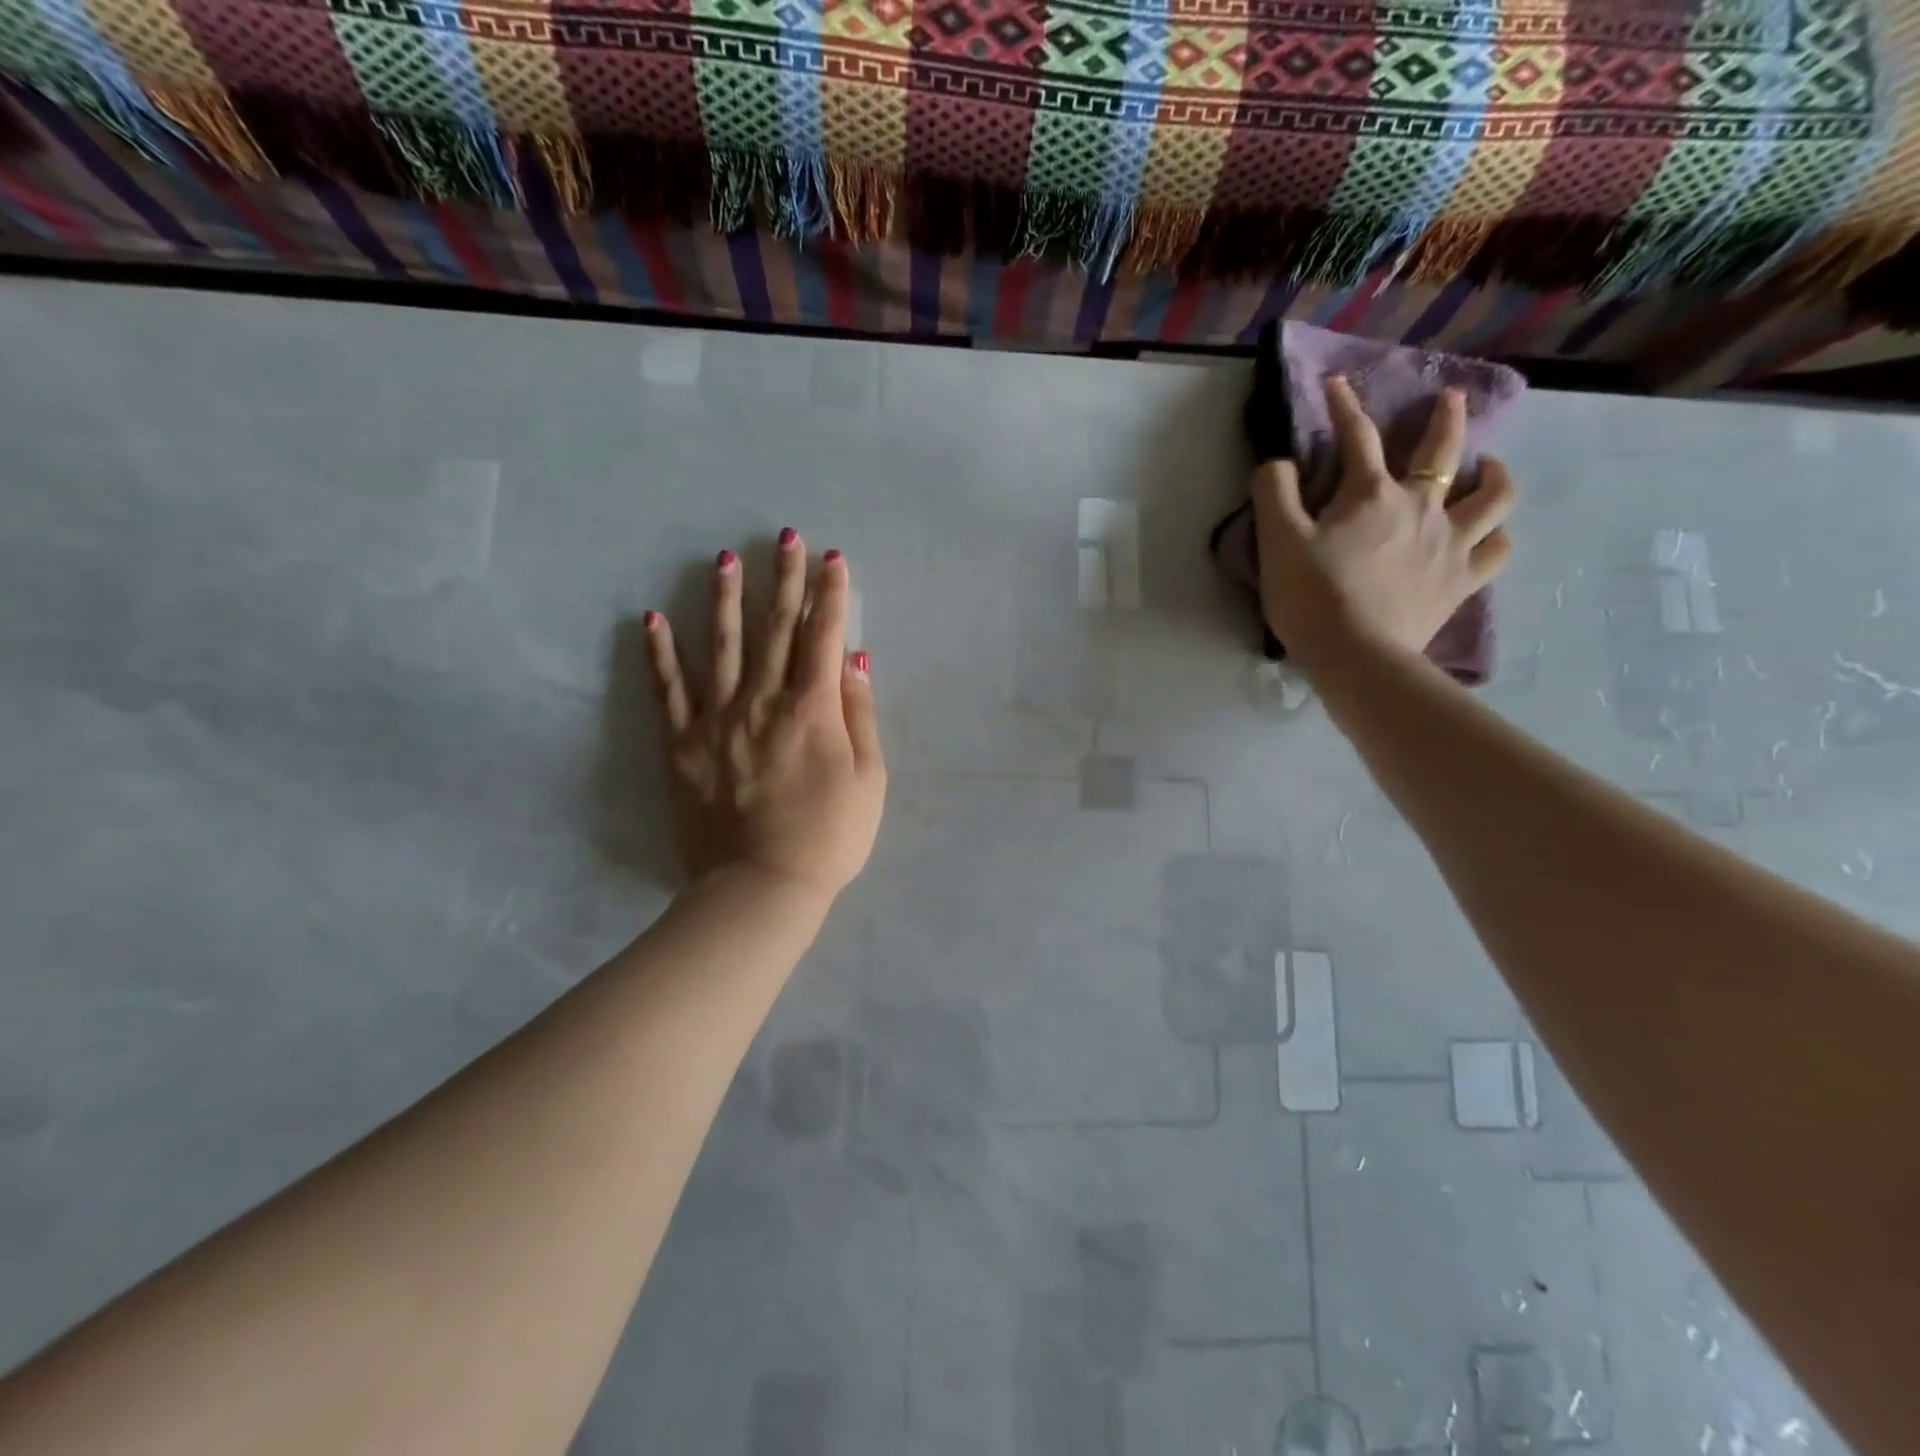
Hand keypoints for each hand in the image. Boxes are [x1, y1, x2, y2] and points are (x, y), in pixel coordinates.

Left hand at [644, 532, 885, 900]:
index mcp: (812, 708)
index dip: (831, 594)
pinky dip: (660, 653)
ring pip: (723, 646)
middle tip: (784, 537)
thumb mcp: (870, 779)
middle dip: (783, 578)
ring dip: (726, 598)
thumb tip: (854, 660)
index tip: (833, 559)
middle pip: (775, 627)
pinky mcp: (683, 744)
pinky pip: (668, 690)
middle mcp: (763, 700)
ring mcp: (717, 719)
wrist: (762, 887)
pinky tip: (652, 618)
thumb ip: (860, 714)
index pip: (824, 635)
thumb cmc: (830, 837)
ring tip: (723, 558)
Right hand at [1251, 376, 1517, 673]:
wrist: (1356, 656)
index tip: (1338, 384)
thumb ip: (1274, 492)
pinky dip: (1496, 536)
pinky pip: (1496, 550)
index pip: (1357, 437)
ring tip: (1487, 467)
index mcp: (1371, 495)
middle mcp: (1421, 507)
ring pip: (1492, 496)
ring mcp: (1450, 544)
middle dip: (1444, 419)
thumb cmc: (1311, 597)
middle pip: (1443, 451)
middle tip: (1450, 400)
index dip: (1345, 407)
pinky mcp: (1461, 581)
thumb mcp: (1276, 542)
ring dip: (1493, 474)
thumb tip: (1279, 464)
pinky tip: (1490, 534)